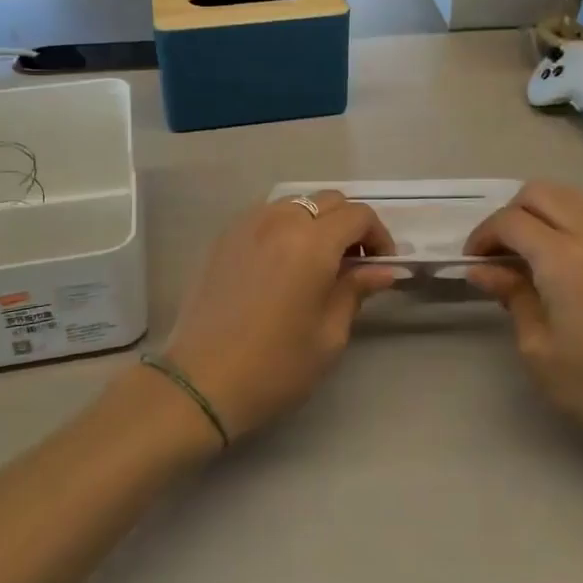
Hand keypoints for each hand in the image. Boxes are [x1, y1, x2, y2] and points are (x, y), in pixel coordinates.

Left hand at [158, 192, 399, 442]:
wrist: (200, 382)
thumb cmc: (275, 365)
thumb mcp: (329, 335)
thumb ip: (355, 290)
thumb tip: (383, 270)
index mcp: (311, 243)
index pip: (358, 215)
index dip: (379, 235)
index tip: (381, 265)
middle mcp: (279, 220)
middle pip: (328, 201)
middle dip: (350, 225)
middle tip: (354, 263)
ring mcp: (247, 225)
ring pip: (295, 203)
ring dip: (317, 223)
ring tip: (318, 262)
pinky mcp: (224, 237)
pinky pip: (266, 216)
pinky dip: (286, 227)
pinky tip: (284, 263)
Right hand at [466, 181, 582, 465]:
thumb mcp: (538, 347)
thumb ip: (511, 294)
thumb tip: (482, 268)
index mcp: (566, 259)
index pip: (511, 221)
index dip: (483, 236)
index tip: (473, 262)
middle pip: (540, 192)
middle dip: (509, 214)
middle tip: (498, 252)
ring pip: (570, 196)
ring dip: (540, 212)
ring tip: (527, 251)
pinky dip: (567, 221)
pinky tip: (561, 260)